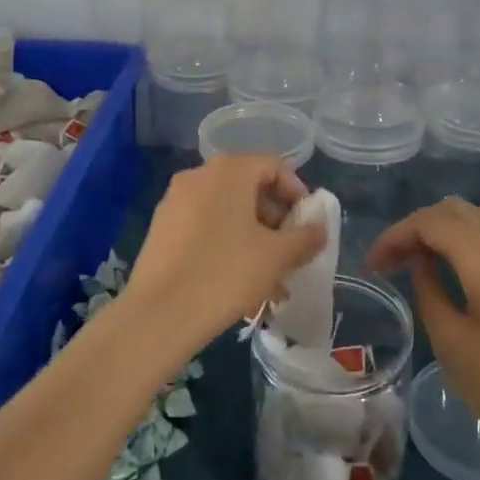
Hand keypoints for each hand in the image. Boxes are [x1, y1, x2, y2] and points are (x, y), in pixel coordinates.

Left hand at [122, 155, 327, 365]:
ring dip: (253, 239)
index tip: (307, 224)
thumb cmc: (226, 273)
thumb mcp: (276, 256)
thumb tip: (319, 229)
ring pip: (227, 213)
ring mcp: (176, 201)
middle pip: (248, 188)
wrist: (159, 314)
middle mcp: (199, 175)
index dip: (297, 192)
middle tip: (290, 253)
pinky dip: (226, 246)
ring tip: (270, 281)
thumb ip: (305, 238)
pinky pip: (205, 228)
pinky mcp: (162, 229)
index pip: (273, 166)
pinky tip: (239, 284)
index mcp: (229, 170)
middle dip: (275, 221)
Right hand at [367, 199, 479, 462]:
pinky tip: (466, 265)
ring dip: (447, 226)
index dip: (394, 237)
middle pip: (452, 209)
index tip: (373, 266)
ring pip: (478, 212)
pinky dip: (473, 232)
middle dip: (417, 229)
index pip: (426, 222)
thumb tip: (421, 262)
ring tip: (426, 258)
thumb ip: (428, 290)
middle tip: (393, 263)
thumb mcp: (451, 342)